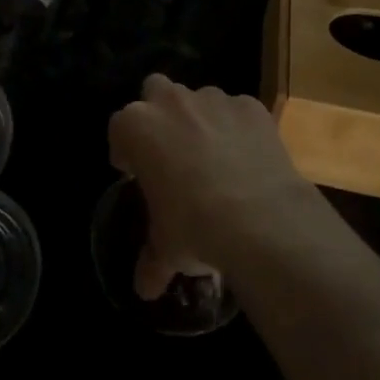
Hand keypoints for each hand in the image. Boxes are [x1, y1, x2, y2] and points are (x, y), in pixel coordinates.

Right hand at [108, 75, 319, 299]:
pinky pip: (238, 113)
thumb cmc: (195, 227)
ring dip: (201, 121)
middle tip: (170, 151)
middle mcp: (171, 101)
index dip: (126, 150)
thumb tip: (144, 288)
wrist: (260, 219)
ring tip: (215, 159)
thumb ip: (151, 261)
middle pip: (155, 91)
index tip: (135, 173)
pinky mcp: (250, 106)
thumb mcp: (166, 249)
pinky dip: (239, 129)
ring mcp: (213, 99)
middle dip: (159, 114)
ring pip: (199, 99)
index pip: (119, 128)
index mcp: (137, 127)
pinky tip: (249, 160)